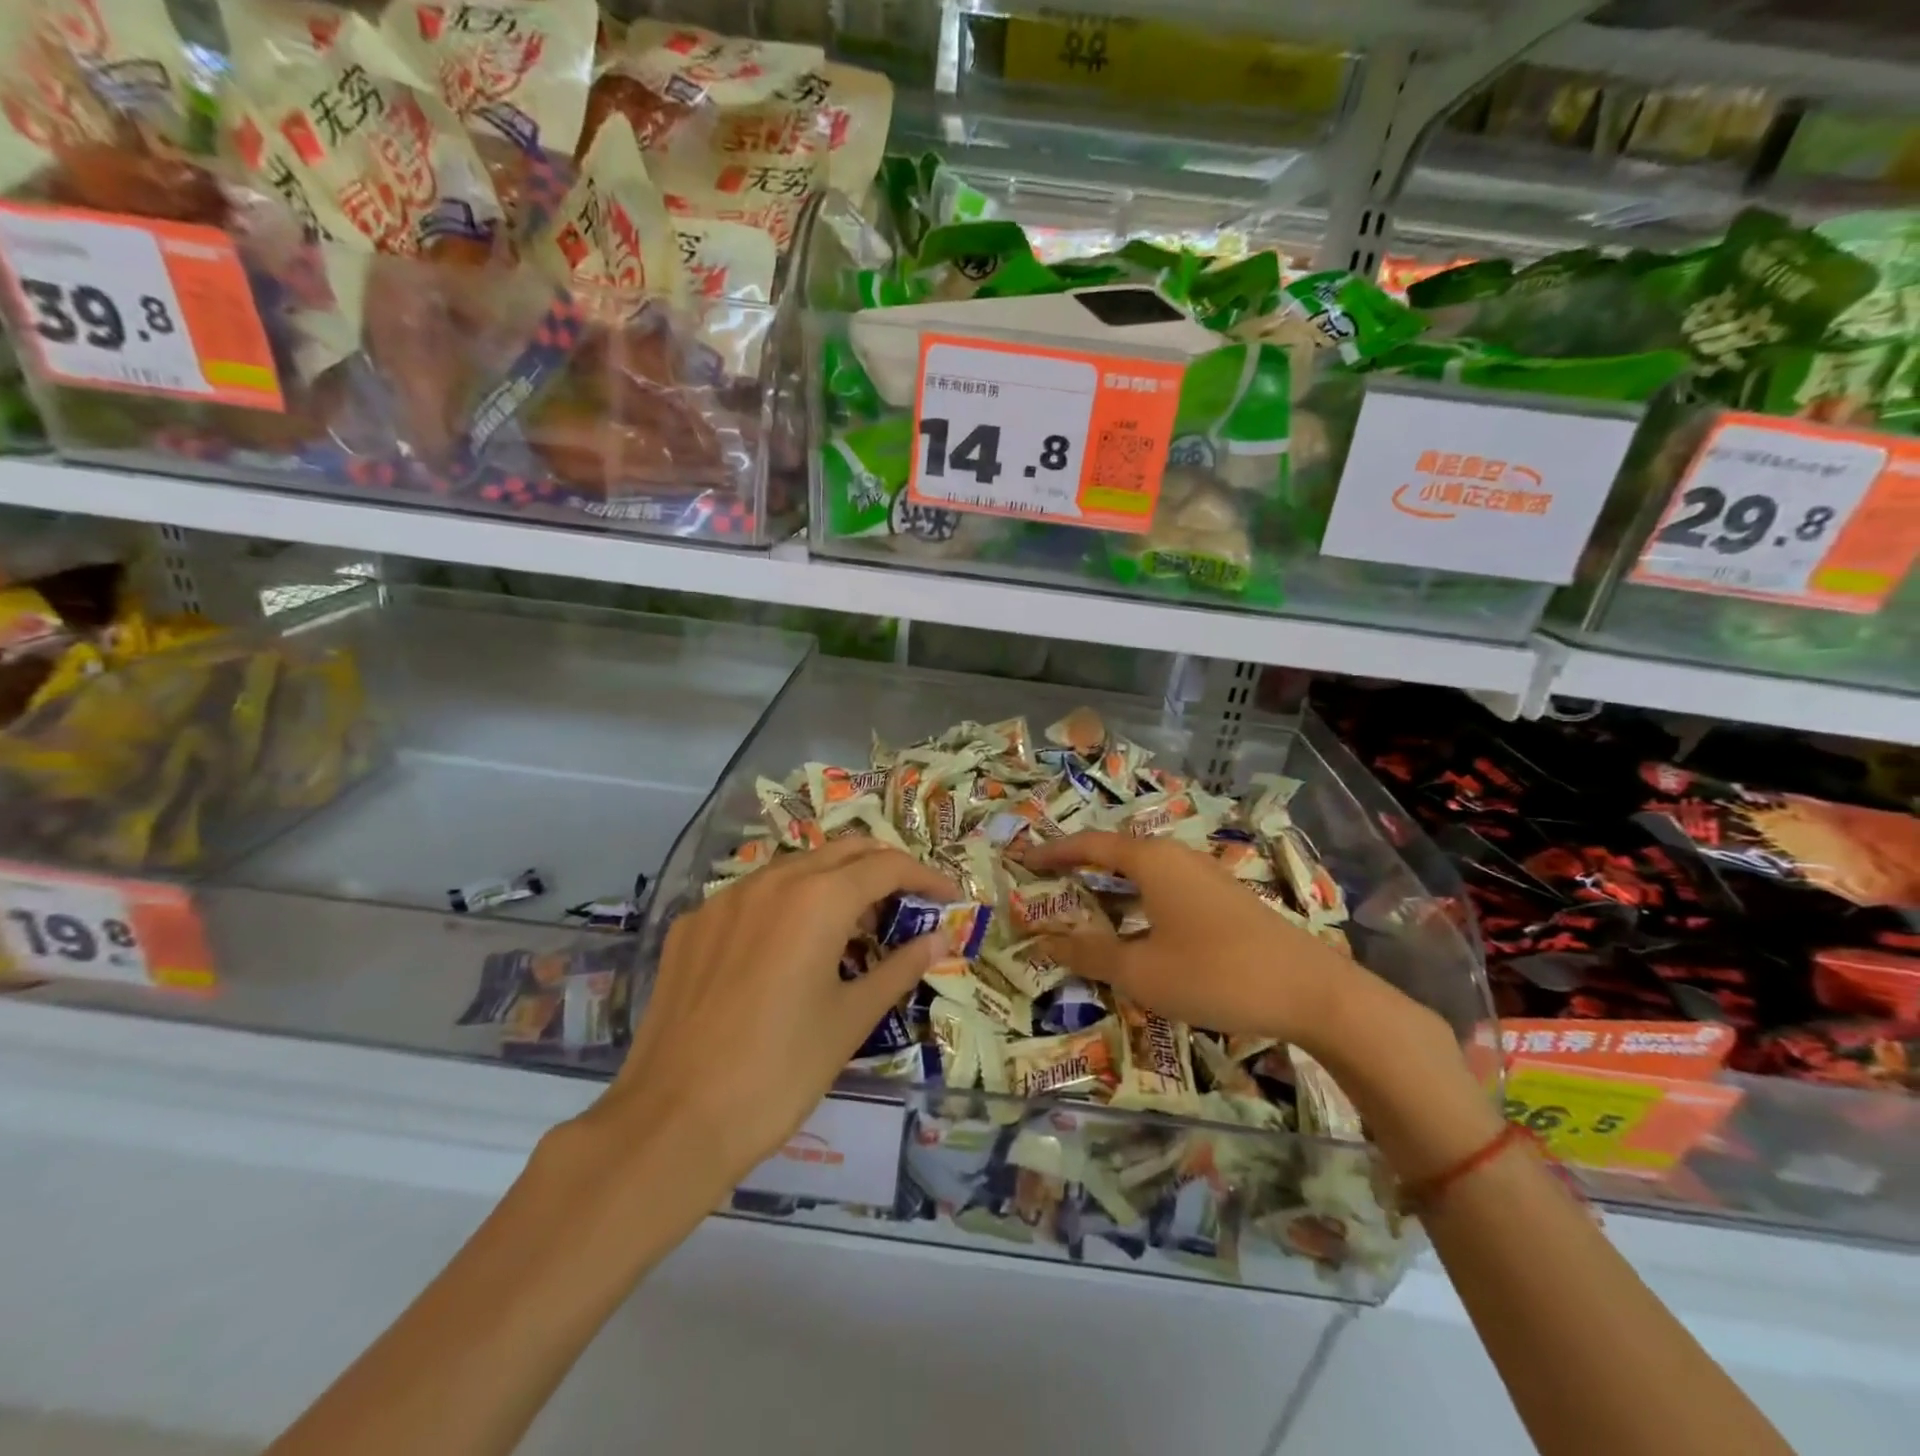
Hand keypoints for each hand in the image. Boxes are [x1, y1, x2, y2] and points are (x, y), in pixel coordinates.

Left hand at [580, 839, 956, 1196]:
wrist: (673, 1121)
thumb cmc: (779, 1072)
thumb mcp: (851, 1020)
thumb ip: (900, 968)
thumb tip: (940, 939)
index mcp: (817, 899)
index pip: (886, 865)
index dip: (925, 877)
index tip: (949, 898)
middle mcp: (770, 881)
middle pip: (842, 851)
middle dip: (882, 869)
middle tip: (907, 905)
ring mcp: (724, 899)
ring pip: (795, 868)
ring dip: (834, 883)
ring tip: (852, 927)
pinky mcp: (691, 925)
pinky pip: (752, 896)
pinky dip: (785, 905)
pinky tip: (786, 949)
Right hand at [1019, 831, 1372, 1054]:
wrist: (1312, 991)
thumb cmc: (1215, 974)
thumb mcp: (1141, 972)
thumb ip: (1090, 953)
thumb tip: (1046, 942)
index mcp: (1151, 860)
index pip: (1089, 844)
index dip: (1053, 852)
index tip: (1023, 859)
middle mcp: (1176, 857)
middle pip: (1116, 851)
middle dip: (1080, 865)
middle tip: (1048, 882)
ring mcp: (1205, 875)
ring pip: (1143, 870)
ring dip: (1110, 885)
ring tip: (1084, 906)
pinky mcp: (1224, 898)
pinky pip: (1165, 887)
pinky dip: (1137, 899)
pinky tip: (1137, 928)